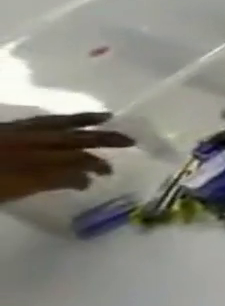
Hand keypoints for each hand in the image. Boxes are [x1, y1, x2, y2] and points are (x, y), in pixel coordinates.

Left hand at [0, 112, 132, 204]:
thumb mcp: (16, 188)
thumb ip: (51, 180)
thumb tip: (87, 178)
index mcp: (33, 157)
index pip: (77, 156)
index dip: (96, 163)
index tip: (108, 174)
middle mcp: (26, 141)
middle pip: (70, 137)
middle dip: (101, 138)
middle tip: (130, 139)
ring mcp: (10, 135)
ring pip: (51, 125)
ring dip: (79, 122)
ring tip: (103, 118)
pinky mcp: (1, 132)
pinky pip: (32, 122)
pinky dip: (52, 121)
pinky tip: (59, 123)